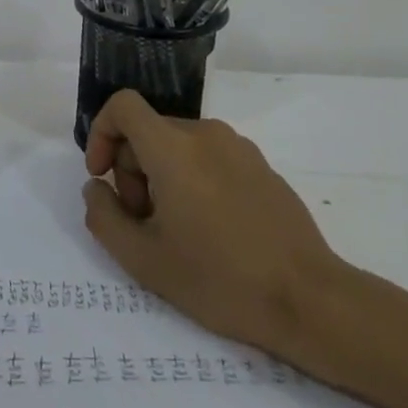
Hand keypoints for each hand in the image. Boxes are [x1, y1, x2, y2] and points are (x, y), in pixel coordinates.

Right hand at [81, 91, 345, 365]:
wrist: (310, 301)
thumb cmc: (220, 279)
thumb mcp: (143, 260)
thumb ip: (103, 217)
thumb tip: (97, 188)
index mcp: (173, 148)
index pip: (123, 106)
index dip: (101, 132)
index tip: (102, 176)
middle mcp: (206, 134)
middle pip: (149, 131)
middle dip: (131, 169)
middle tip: (142, 221)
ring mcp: (239, 148)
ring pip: (178, 146)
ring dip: (161, 176)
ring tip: (176, 230)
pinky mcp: (262, 167)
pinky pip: (210, 158)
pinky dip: (194, 180)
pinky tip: (210, 230)